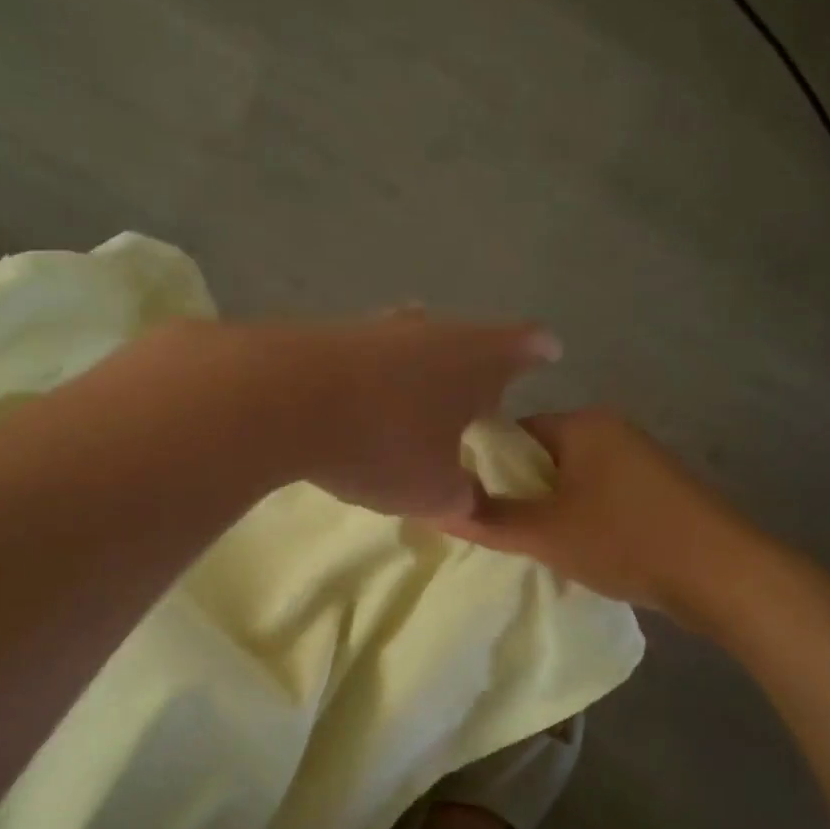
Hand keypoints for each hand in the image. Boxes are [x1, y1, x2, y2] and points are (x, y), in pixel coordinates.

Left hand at [253, 311, 562, 517]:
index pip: (524, 345)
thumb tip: (468, 501)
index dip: (538, 350)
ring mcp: (377, 328)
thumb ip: (462, 498)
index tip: (548, 351)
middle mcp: (431, 331)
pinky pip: (366, 355)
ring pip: (413, 341)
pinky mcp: (328, 335)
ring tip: (419, 391)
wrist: (282, 400)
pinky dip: (373, 375)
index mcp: (475, 359)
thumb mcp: (432, 491)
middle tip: (478, 388)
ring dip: (420, 365)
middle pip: (467, 338)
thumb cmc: (383, 444)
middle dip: (476, 361)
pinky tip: (359, 397)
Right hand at [436, 408, 781, 629]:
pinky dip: (580, 515)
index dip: (485, 467)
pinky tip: (574, 546)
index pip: (513, 433)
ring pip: (570, 478)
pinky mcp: (655, 488)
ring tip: (532, 542)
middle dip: (518, 492)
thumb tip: (436, 509)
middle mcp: (610, 430)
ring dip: (549, 507)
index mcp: (582, 424)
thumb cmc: (626, 541)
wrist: (723, 574)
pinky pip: (598, 493)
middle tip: (497, 528)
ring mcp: (637, 458)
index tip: (469, 502)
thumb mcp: (546, 534)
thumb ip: (490, 520)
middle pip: (542, 456)